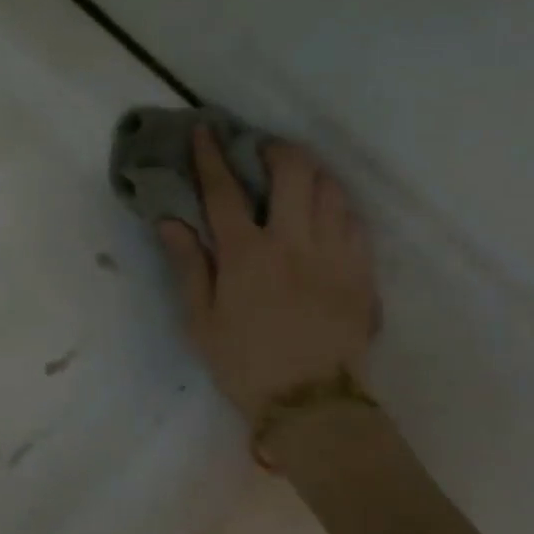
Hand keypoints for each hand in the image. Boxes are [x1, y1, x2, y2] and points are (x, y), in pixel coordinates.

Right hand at [156, 130, 378, 419]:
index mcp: (246, 255)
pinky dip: (336, 202)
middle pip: (292, 173)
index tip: (204, 130)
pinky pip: (354, 218)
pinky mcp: (362, 270)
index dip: (211, 157)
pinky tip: (324, 210)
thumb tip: (171, 220)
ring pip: (330, 188)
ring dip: (309, 171)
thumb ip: (188, 265)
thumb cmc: (244, 363)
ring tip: (293, 174)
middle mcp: (293, 242)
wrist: (312, 403)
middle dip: (274, 150)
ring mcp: (335, 253)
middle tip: (259, 150)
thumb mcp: (201, 320)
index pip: (224, 191)